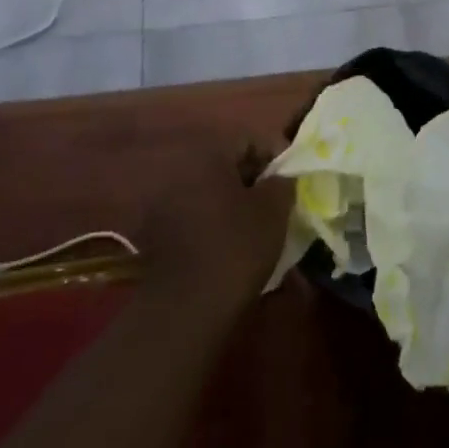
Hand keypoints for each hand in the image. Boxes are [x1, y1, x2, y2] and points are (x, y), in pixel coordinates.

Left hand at [140, 151, 293, 315]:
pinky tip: (232, 245)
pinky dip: (215, 223)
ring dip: (233, 202)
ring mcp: (163, 203)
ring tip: (257, 225)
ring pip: (210, 192)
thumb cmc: (236, 247)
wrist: (186, 308)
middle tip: (277, 201)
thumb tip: (281, 176)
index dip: (275, 154)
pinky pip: (194, 216)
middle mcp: (179, 171)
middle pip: (226, 165)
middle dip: (254, 179)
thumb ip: (282, 182)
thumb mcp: (273, 210)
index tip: (292, 178)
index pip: (248, 139)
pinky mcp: (156, 235)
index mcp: (207, 155)